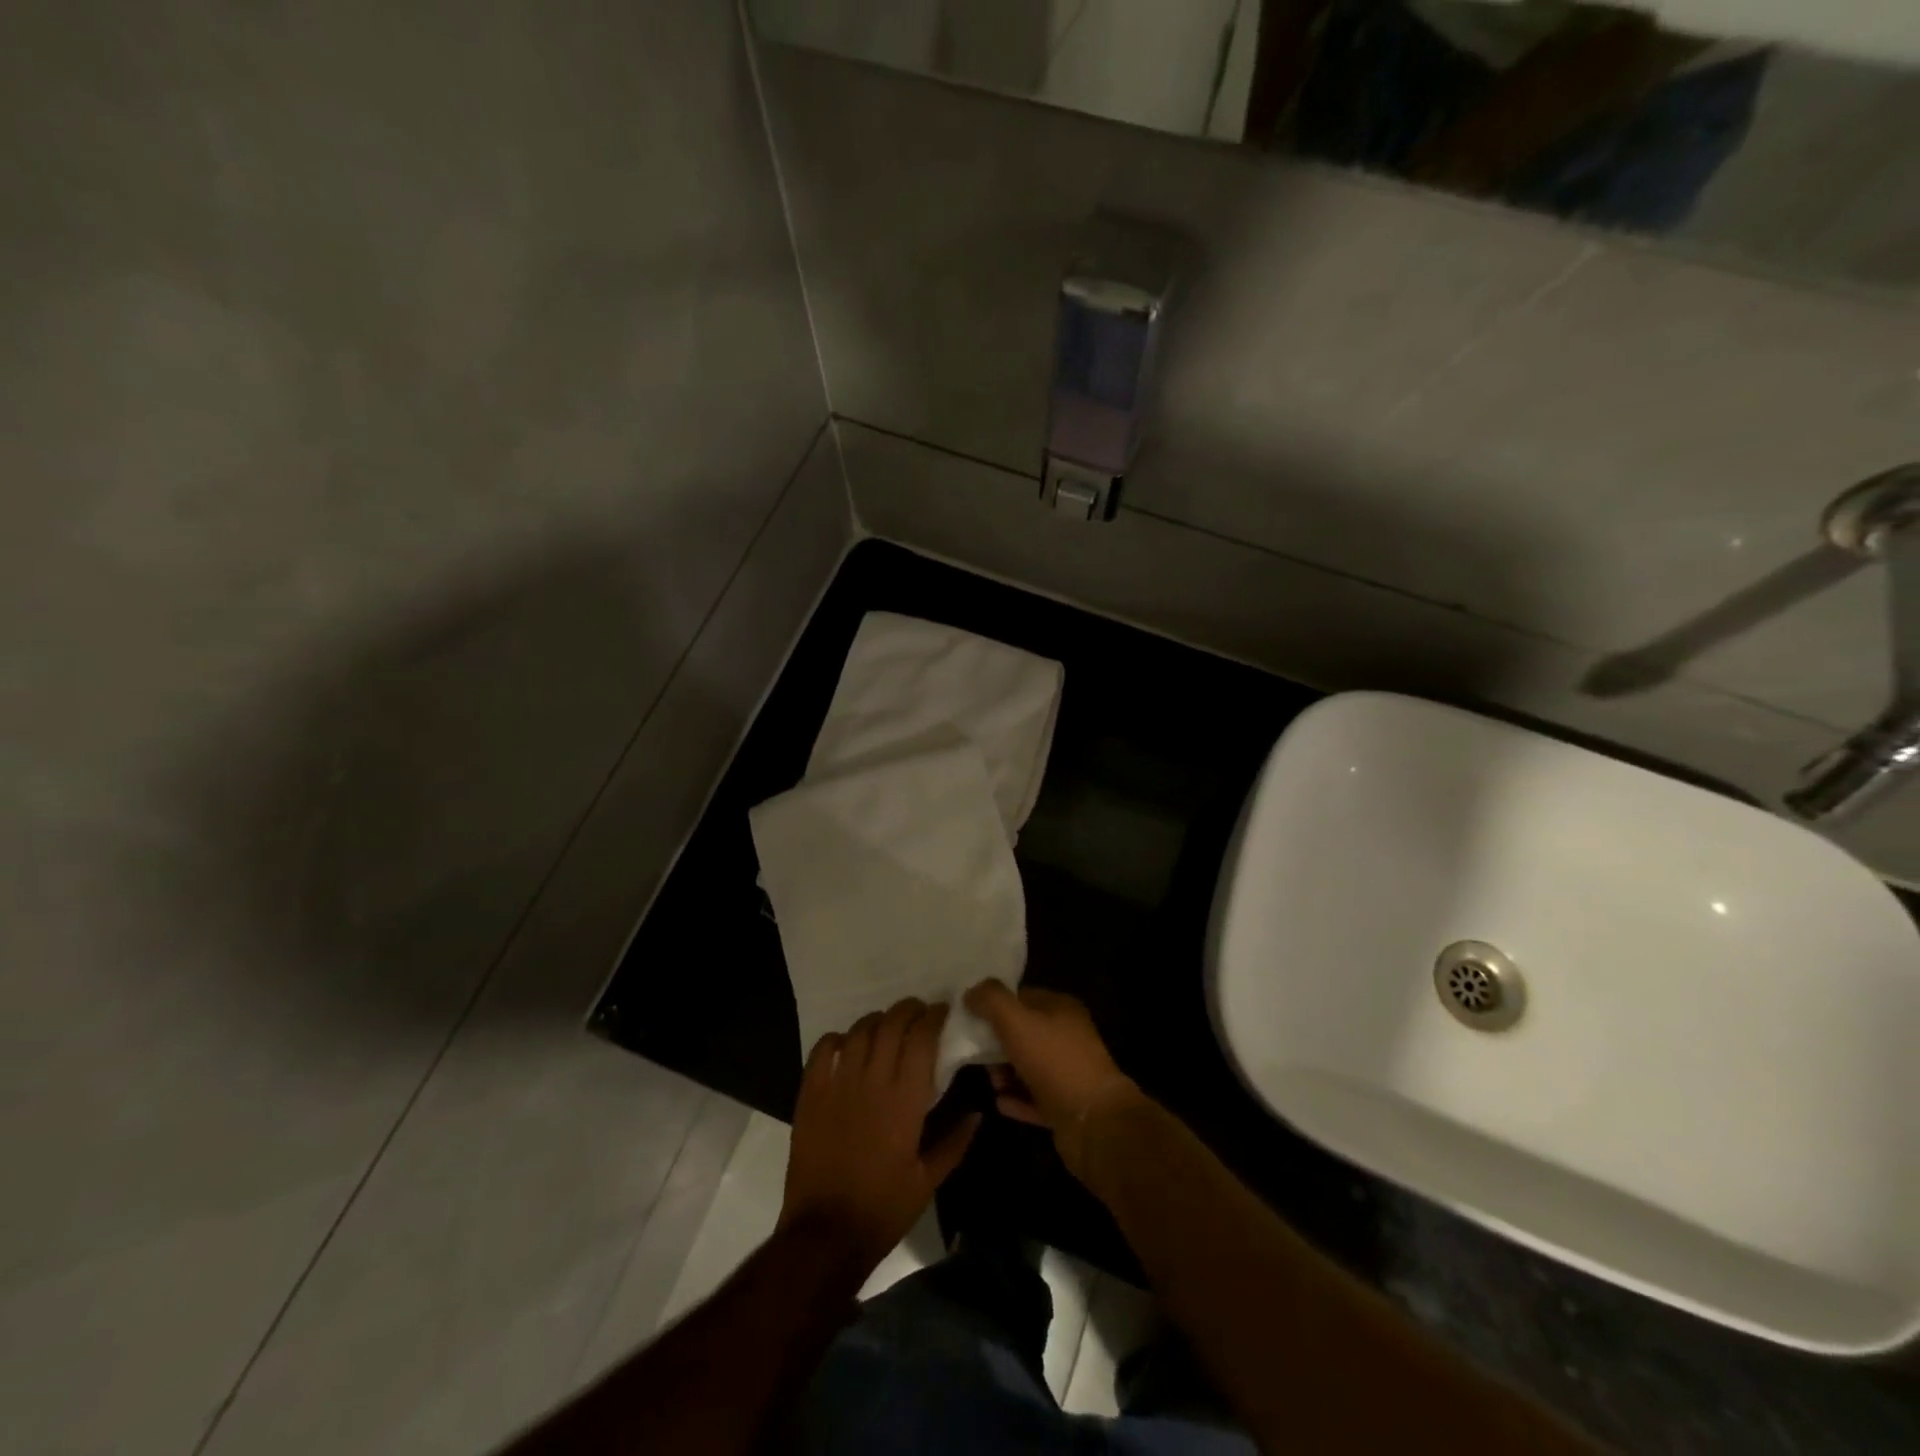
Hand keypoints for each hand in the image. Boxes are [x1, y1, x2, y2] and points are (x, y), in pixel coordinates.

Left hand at [780, 999, 979, 1272]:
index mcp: (905, 1099)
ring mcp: (838, 1084)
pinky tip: (847, 1044)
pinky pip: (823, 1049)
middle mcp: (872, 1080)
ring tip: (886, 1025)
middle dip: (908, 1009)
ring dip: (877, 1021)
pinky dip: (838, 1038)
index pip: (922, 1038)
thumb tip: (978, 1113)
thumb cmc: (883, 1208)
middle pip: (891, 1024)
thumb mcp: (929, 1181)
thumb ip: (955, 1142)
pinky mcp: (811, 1093)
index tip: (942, 1011)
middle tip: (918, 1012)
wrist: (825, 1233)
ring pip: (860, 1030)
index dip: (933, 1017)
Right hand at [964, 980, 1145, 1179]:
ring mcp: (1069, 1072)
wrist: (1094, 1122)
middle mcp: (1068, 1036)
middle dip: (997, 1042)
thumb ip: (991, 1000)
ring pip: (1028, 1066)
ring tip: (990, 1081)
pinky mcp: (1066, 1106)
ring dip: (1005, 1072)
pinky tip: (999, 1102)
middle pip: (1023, 1032)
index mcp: (1062, 1009)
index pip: (1022, 996)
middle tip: (974, 1052)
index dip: (995, 1004)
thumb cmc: (1054, 1061)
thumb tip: (970, 992)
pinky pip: (1034, 1098)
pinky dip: (1016, 1099)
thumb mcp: (1016, 1021)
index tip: (969, 1016)